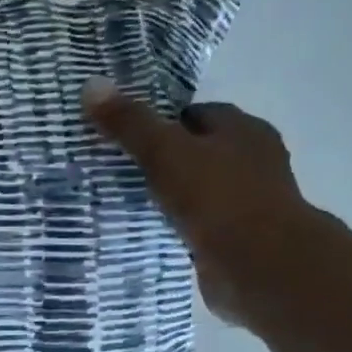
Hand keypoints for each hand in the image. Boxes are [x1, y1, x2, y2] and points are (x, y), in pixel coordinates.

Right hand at [84, 80, 316, 326]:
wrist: (259, 265)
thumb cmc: (218, 198)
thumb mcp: (165, 152)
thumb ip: (130, 123)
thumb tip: (91, 85)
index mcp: (243, 130)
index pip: (196, 115)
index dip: (161, 122)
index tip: (125, 135)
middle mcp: (252, 161)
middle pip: (198, 152)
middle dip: (164, 160)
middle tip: (119, 169)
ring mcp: (248, 203)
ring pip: (199, 190)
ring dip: (171, 196)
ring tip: (127, 202)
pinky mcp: (237, 240)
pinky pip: (199, 225)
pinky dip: (179, 227)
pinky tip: (151, 233)